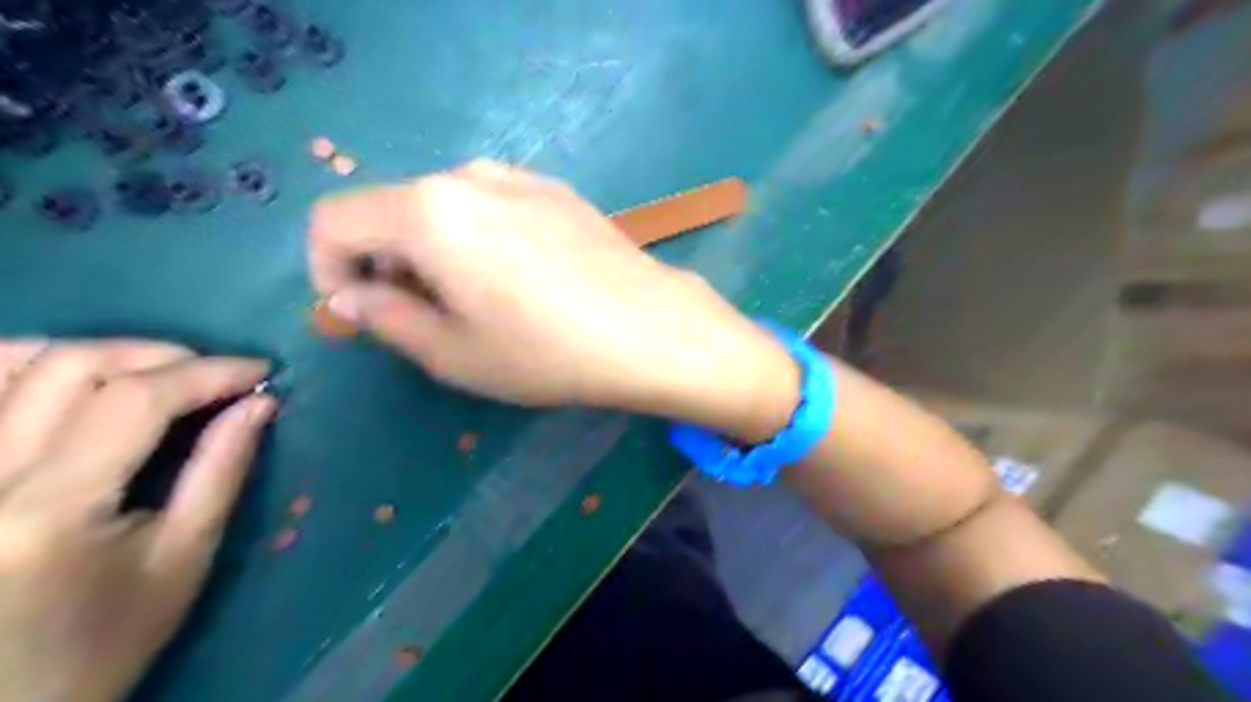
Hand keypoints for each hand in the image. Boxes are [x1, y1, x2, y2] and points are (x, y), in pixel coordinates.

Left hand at [0, 336, 272, 699]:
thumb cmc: (103, 643)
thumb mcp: (182, 561)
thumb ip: (219, 473)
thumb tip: (259, 404)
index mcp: (51, 510)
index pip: (136, 400)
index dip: (208, 372)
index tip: (261, 372)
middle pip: (70, 368)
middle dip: (161, 355)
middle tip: (216, 373)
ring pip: (4, 363)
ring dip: (94, 351)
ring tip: (153, 368)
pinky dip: (22, 364)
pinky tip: (69, 374)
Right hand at [312, 161, 800, 441]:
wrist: (652, 329)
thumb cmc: (548, 352)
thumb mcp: (454, 354)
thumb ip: (386, 318)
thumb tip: (351, 297)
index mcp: (428, 210)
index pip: (335, 220)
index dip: (328, 268)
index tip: (359, 312)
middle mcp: (469, 176)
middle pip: (392, 210)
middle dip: (387, 264)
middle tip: (422, 319)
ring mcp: (520, 177)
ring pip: (443, 208)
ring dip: (434, 252)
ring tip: (474, 303)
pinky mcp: (558, 191)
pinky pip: (491, 207)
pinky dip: (478, 239)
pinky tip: (518, 281)